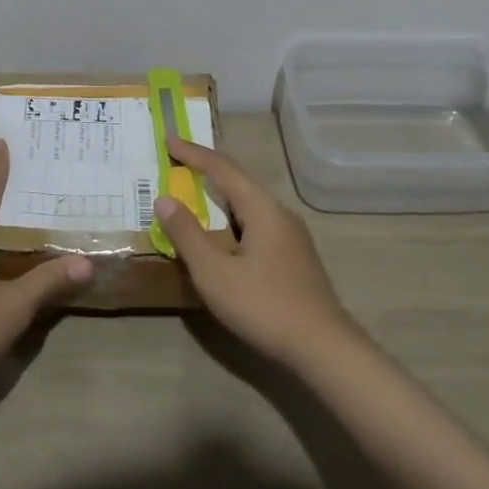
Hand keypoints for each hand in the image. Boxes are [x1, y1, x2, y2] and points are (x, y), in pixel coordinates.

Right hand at [154, 137, 359, 369]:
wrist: (324, 349)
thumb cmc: (264, 306)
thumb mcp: (215, 273)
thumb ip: (188, 234)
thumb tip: (164, 199)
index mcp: (262, 208)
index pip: (222, 169)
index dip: (193, 153)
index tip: (168, 139)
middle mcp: (279, 213)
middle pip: (239, 181)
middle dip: (207, 169)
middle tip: (178, 161)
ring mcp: (291, 235)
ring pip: (249, 203)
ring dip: (220, 195)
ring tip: (195, 193)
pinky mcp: (294, 256)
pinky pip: (256, 221)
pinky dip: (232, 216)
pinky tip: (223, 233)